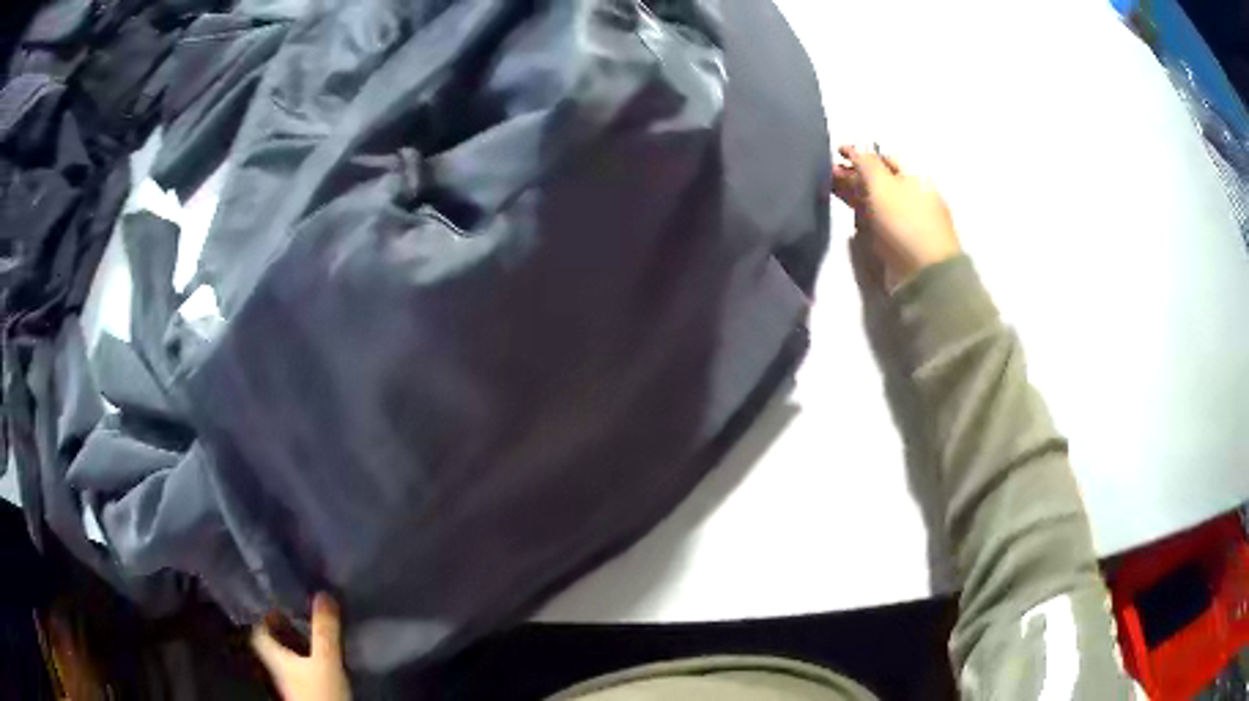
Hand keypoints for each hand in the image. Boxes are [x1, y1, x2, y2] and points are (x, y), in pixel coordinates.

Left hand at [252, 594, 350, 700]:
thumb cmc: (320, 692)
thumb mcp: (326, 661)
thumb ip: (324, 631)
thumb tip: (322, 593)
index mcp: (274, 658)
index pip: (258, 634)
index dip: (263, 618)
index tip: (275, 604)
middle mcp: (278, 670)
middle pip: (273, 646)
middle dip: (282, 631)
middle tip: (297, 616)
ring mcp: (291, 685)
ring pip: (287, 660)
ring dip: (296, 647)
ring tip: (312, 635)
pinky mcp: (305, 694)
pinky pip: (301, 672)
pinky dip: (308, 663)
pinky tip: (322, 661)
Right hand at [832, 145, 960, 288]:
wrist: (923, 274)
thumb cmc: (904, 222)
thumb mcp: (882, 184)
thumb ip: (866, 162)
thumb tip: (855, 147)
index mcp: (914, 176)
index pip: (883, 157)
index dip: (860, 152)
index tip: (836, 152)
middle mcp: (911, 195)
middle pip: (878, 180)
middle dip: (853, 174)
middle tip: (826, 173)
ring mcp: (905, 220)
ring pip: (875, 201)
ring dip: (853, 194)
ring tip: (829, 190)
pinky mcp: (897, 242)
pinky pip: (876, 222)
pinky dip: (861, 216)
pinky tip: (849, 217)